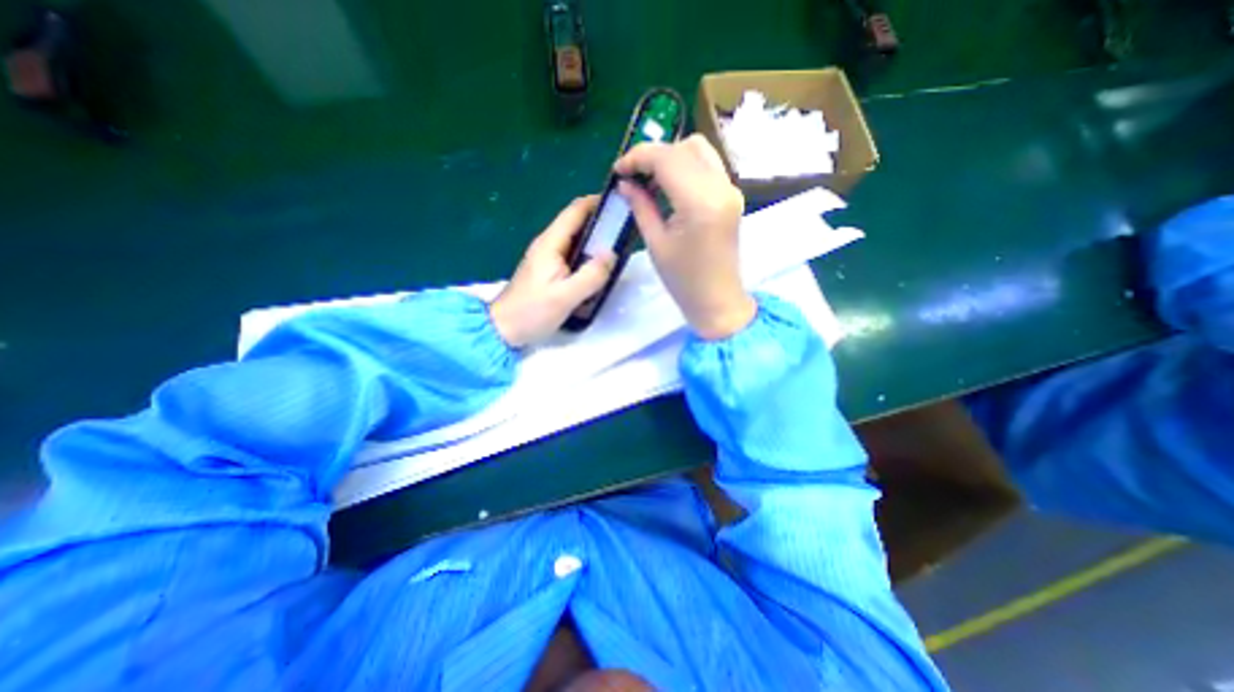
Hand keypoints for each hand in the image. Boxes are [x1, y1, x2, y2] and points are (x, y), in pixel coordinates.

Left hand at [486, 195, 614, 347]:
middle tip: (626, 228)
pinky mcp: (549, 270)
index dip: (597, 202)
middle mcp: (548, 244)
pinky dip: (588, 254)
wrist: (503, 329)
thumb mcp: (566, 296)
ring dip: (596, 239)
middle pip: (576, 222)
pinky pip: (573, 254)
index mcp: (550, 243)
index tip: (620, 204)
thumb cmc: (532, 312)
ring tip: (619, 245)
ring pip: (576, 239)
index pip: (575, 211)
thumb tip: (612, 254)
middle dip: (601, 221)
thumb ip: (591, 275)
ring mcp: (547, 257)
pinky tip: (600, 266)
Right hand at [611, 135, 756, 340]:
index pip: (667, 157)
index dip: (638, 157)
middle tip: (633, 177)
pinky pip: (707, 166)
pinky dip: (685, 167)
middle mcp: (721, 187)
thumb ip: (641, 206)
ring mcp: (731, 190)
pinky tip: (668, 187)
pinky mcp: (732, 196)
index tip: (618, 170)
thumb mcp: (655, 243)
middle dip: (654, 155)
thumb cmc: (683, 281)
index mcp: (700, 202)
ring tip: (649, 181)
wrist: (718, 300)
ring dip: (671, 157)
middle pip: (685, 146)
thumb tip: (625, 182)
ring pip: (699, 151)